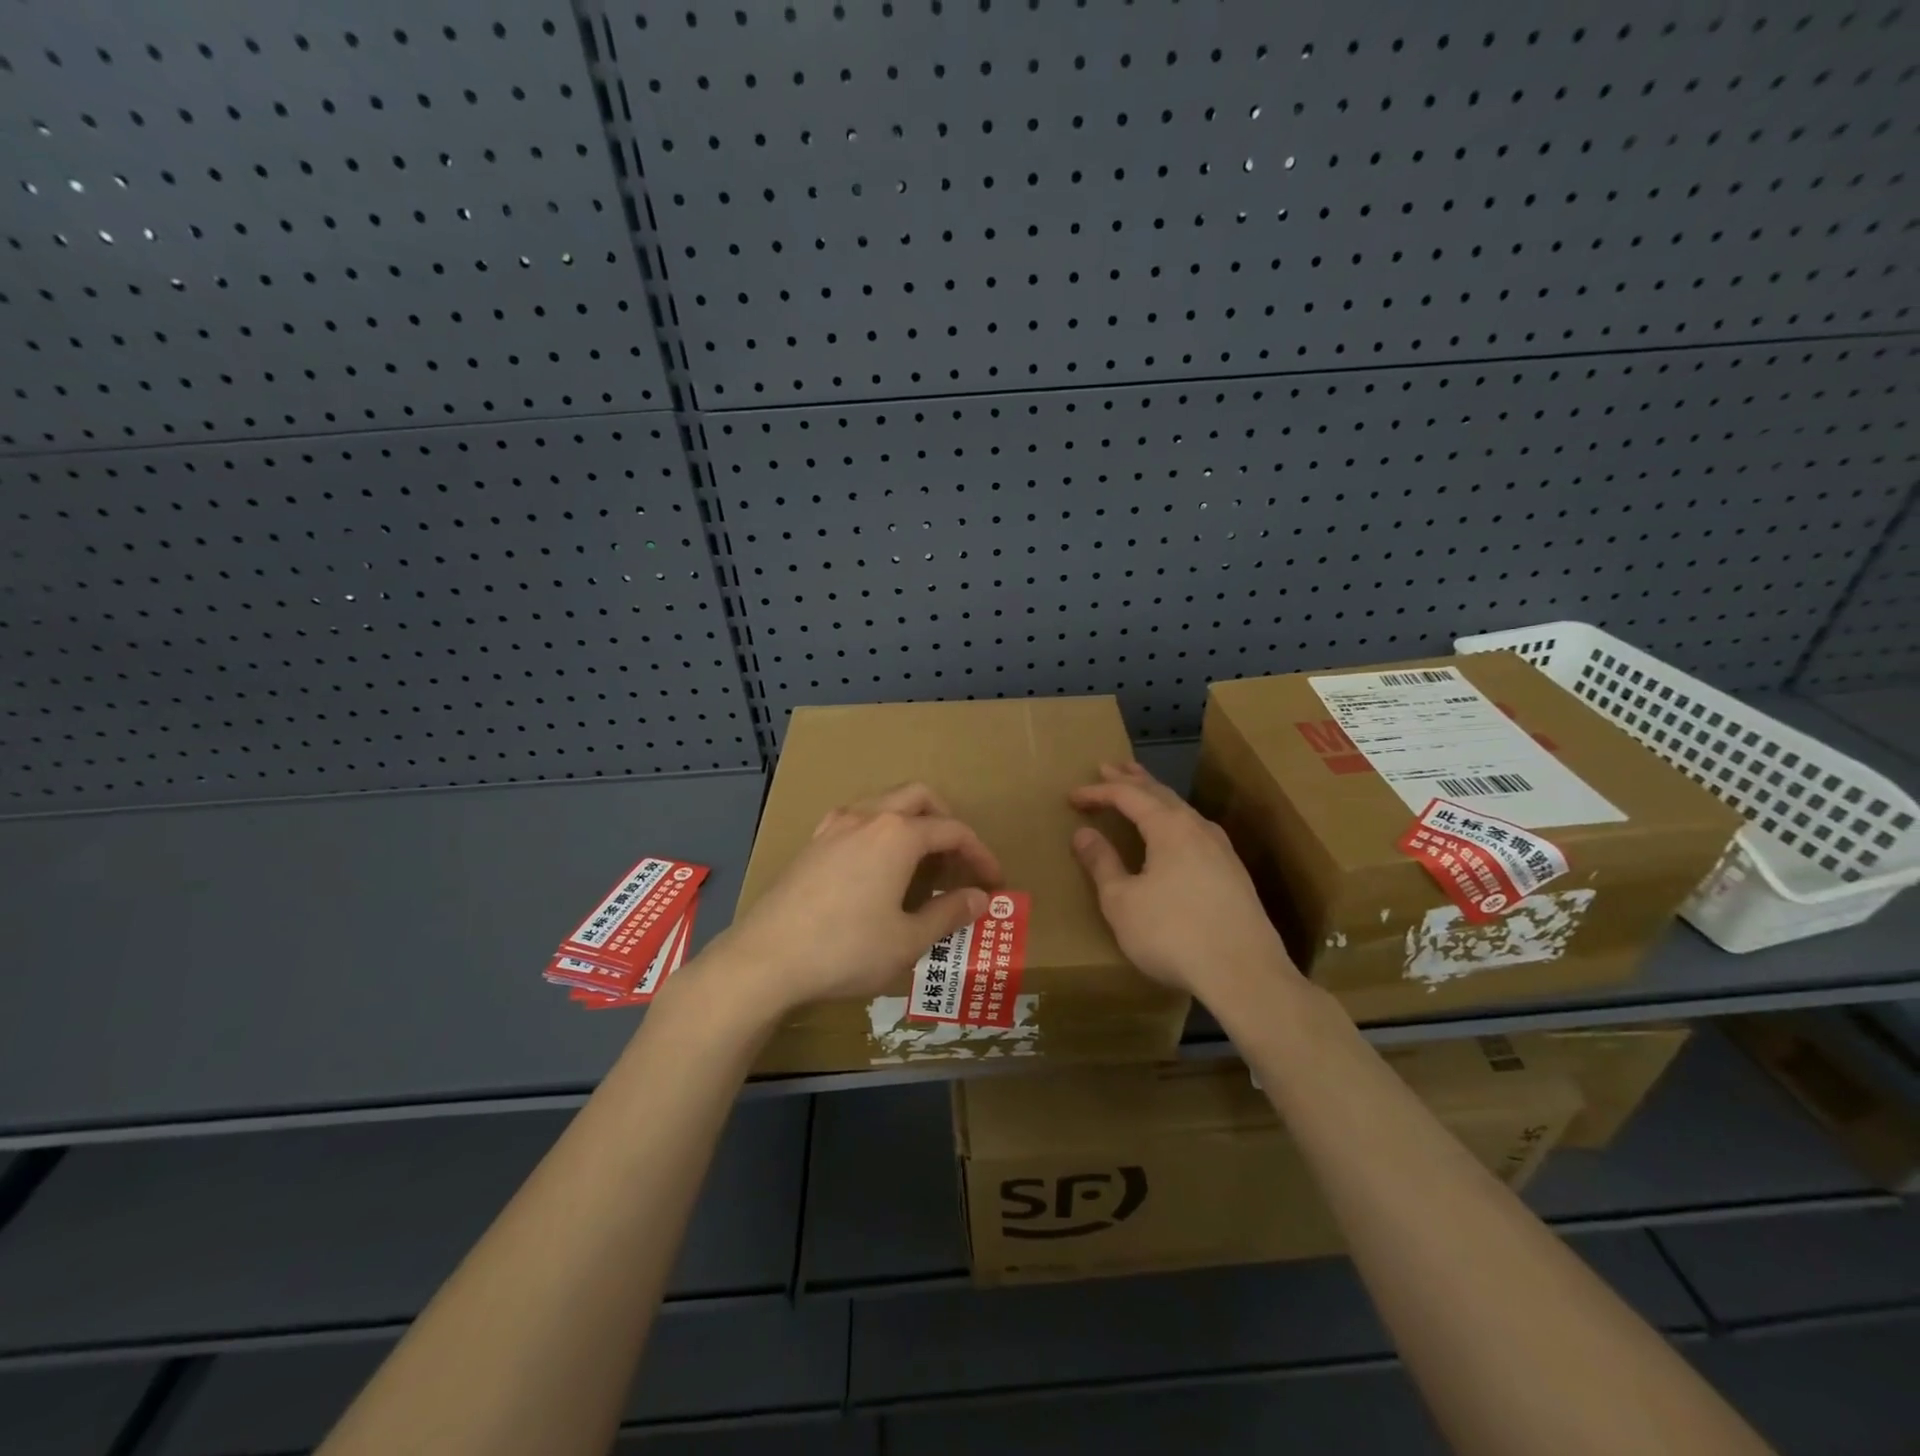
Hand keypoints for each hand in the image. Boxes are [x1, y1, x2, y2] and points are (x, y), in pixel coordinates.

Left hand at [711, 783, 1001, 1016]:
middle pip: (918, 797)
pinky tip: (874, 867)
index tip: (994, 882)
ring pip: (883, 803)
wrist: (765, 959)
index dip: (980, 854)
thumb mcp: (908, 940)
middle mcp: (867, 817)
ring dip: (910, 822)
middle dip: (946, 821)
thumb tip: (980, 898)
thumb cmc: (846, 950)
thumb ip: (948, 913)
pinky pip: (855, 821)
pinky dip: (878, 832)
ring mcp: (833, 827)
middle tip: (957, 859)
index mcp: (898, 835)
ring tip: (919, 863)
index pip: (953, 831)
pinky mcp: (811, 844)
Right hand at [1069, 762, 1298, 1000]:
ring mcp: (1222, 850)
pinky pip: (1196, 831)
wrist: (1244, 973)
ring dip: (1156, 798)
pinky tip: (1175, 835)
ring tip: (1140, 792)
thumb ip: (1102, 864)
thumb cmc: (1172, 933)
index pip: (1128, 796)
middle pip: (1161, 793)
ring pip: (1183, 811)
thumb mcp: (1122, 902)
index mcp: (1169, 827)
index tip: (1073, 796)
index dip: (1098, 792)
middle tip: (1110, 767)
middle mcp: (1198, 828)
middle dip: (1132, 779)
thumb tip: (1083, 833)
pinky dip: (1174, 821)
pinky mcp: (1234, 874)